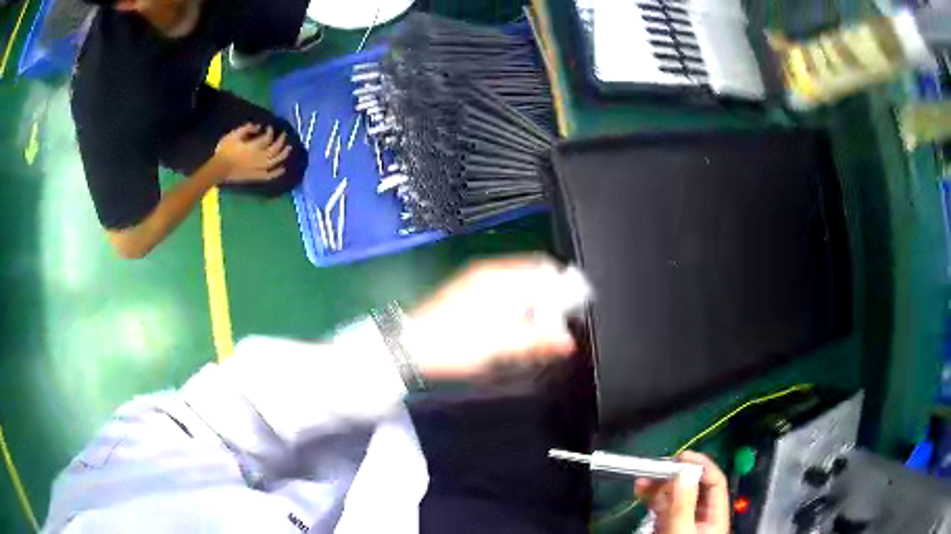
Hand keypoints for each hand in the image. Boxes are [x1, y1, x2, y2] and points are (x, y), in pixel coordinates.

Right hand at [214, 123, 290, 181]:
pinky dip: (276, 173)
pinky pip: (268, 176)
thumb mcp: (233, 135)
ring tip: (289, 148)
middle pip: (274, 149)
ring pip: (274, 162)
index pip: (267, 138)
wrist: (218, 169)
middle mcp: (259, 158)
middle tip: (284, 134)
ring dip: (283, 155)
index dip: (270, 132)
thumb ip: (246, 129)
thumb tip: (258, 126)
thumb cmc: (224, 151)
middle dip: (281, 141)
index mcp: (253, 147)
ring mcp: (258, 168)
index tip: (270, 128)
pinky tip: (283, 169)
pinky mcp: (255, 177)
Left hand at [403, 255, 579, 379]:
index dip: (565, 288)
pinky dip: (517, 309)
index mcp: (501, 277)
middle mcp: (490, 272)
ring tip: (538, 334)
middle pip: (533, 277)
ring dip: (533, 307)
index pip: (545, 269)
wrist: (410, 347)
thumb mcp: (502, 345)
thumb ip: (538, 340)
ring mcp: (477, 282)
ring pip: (519, 287)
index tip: (575, 311)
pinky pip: (504, 295)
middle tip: (557, 328)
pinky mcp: (468, 294)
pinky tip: (515, 331)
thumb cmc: (456, 344)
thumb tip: (568, 341)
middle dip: (550, 301)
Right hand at [636, 452, 729, 533]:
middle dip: (675, 476)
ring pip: (676, 499)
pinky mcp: (670, 530)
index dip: (701, 465)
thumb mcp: (682, 531)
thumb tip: (684, 471)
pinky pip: (664, 511)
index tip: (680, 456)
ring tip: (642, 479)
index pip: (714, 483)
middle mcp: (703, 517)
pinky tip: (642, 493)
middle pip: (694, 489)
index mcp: (716, 516)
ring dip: (660, 487)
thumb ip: (683, 503)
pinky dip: (653, 501)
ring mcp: (685, 524)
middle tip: (655, 467)